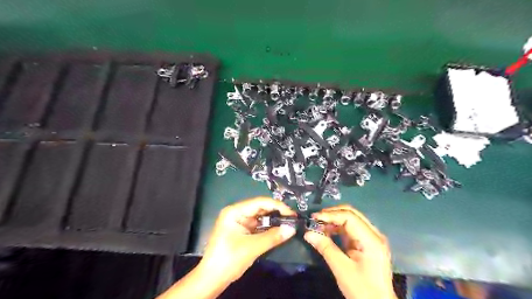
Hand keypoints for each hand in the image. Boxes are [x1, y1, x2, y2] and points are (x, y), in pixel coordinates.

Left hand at [199, 197, 298, 282]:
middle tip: (292, 219)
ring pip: (260, 217)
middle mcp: (236, 213)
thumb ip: (273, 237)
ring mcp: (239, 222)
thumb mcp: (252, 247)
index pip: (259, 202)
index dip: (277, 206)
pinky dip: (267, 228)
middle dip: (276, 213)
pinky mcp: (241, 230)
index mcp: (234, 211)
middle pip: (260, 208)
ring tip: (288, 223)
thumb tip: (292, 228)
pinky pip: (257, 225)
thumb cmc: (229, 259)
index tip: (291, 213)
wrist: (212, 279)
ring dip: (273, 220)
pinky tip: (278, 230)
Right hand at [301, 204, 396, 298]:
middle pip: (352, 214)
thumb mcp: (342, 269)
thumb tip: (308, 233)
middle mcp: (374, 235)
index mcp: (372, 240)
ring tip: (318, 225)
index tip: (314, 218)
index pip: (350, 217)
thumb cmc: (362, 289)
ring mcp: (371, 238)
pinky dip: (338, 228)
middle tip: (316, 219)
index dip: (331, 215)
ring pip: (351, 220)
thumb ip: (325, 248)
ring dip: (334, 220)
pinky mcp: (367, 244)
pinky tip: (327, 232)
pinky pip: (351, 229)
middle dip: (332, 214)